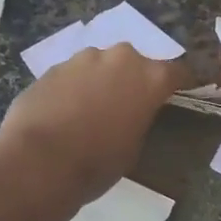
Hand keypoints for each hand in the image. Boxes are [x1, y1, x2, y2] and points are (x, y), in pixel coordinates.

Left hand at [0, 44, 190, 202]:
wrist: (39, 161)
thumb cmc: (98, 161)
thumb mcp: (134, 146)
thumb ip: (140, 118)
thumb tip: (133, 112)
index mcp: (151, 77)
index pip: (179, 72)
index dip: (181, 83)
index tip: (182, 92)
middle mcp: (120, 58)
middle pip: (136, 63)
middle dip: (134, 79)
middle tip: (128, 104)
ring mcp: (83, 58)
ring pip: (101, 65)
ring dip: (102, 80)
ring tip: (91, 109)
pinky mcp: (53, 67)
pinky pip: (73, 74)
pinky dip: (75, 87)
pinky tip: (65, 111)